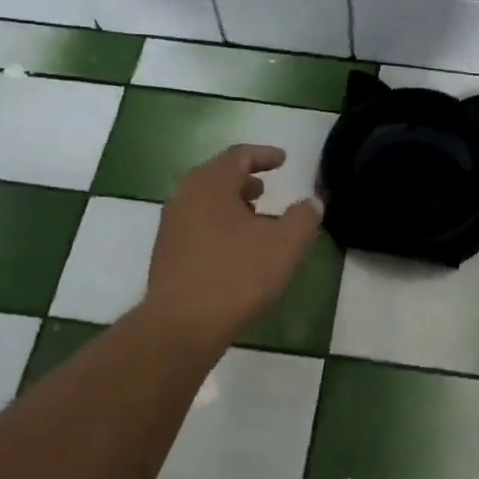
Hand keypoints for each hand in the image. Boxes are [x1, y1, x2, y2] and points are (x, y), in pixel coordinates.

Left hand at [143, 144, 323, 343]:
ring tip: (255, 218)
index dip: (263, 155)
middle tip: (266, 187)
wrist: (183, 324)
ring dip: (230, 203)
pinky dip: (218, 224)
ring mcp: (171, 226)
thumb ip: (303, 218)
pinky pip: (196, 225)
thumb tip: (313, 202)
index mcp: (211, 184)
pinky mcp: (166, 252)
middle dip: (243, 179)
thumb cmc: (237, 275)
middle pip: (216, 176)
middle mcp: (185, 196)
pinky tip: (235, 249)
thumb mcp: (285, 245)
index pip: (238, 156)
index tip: (283, 160)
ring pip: (204, 202)